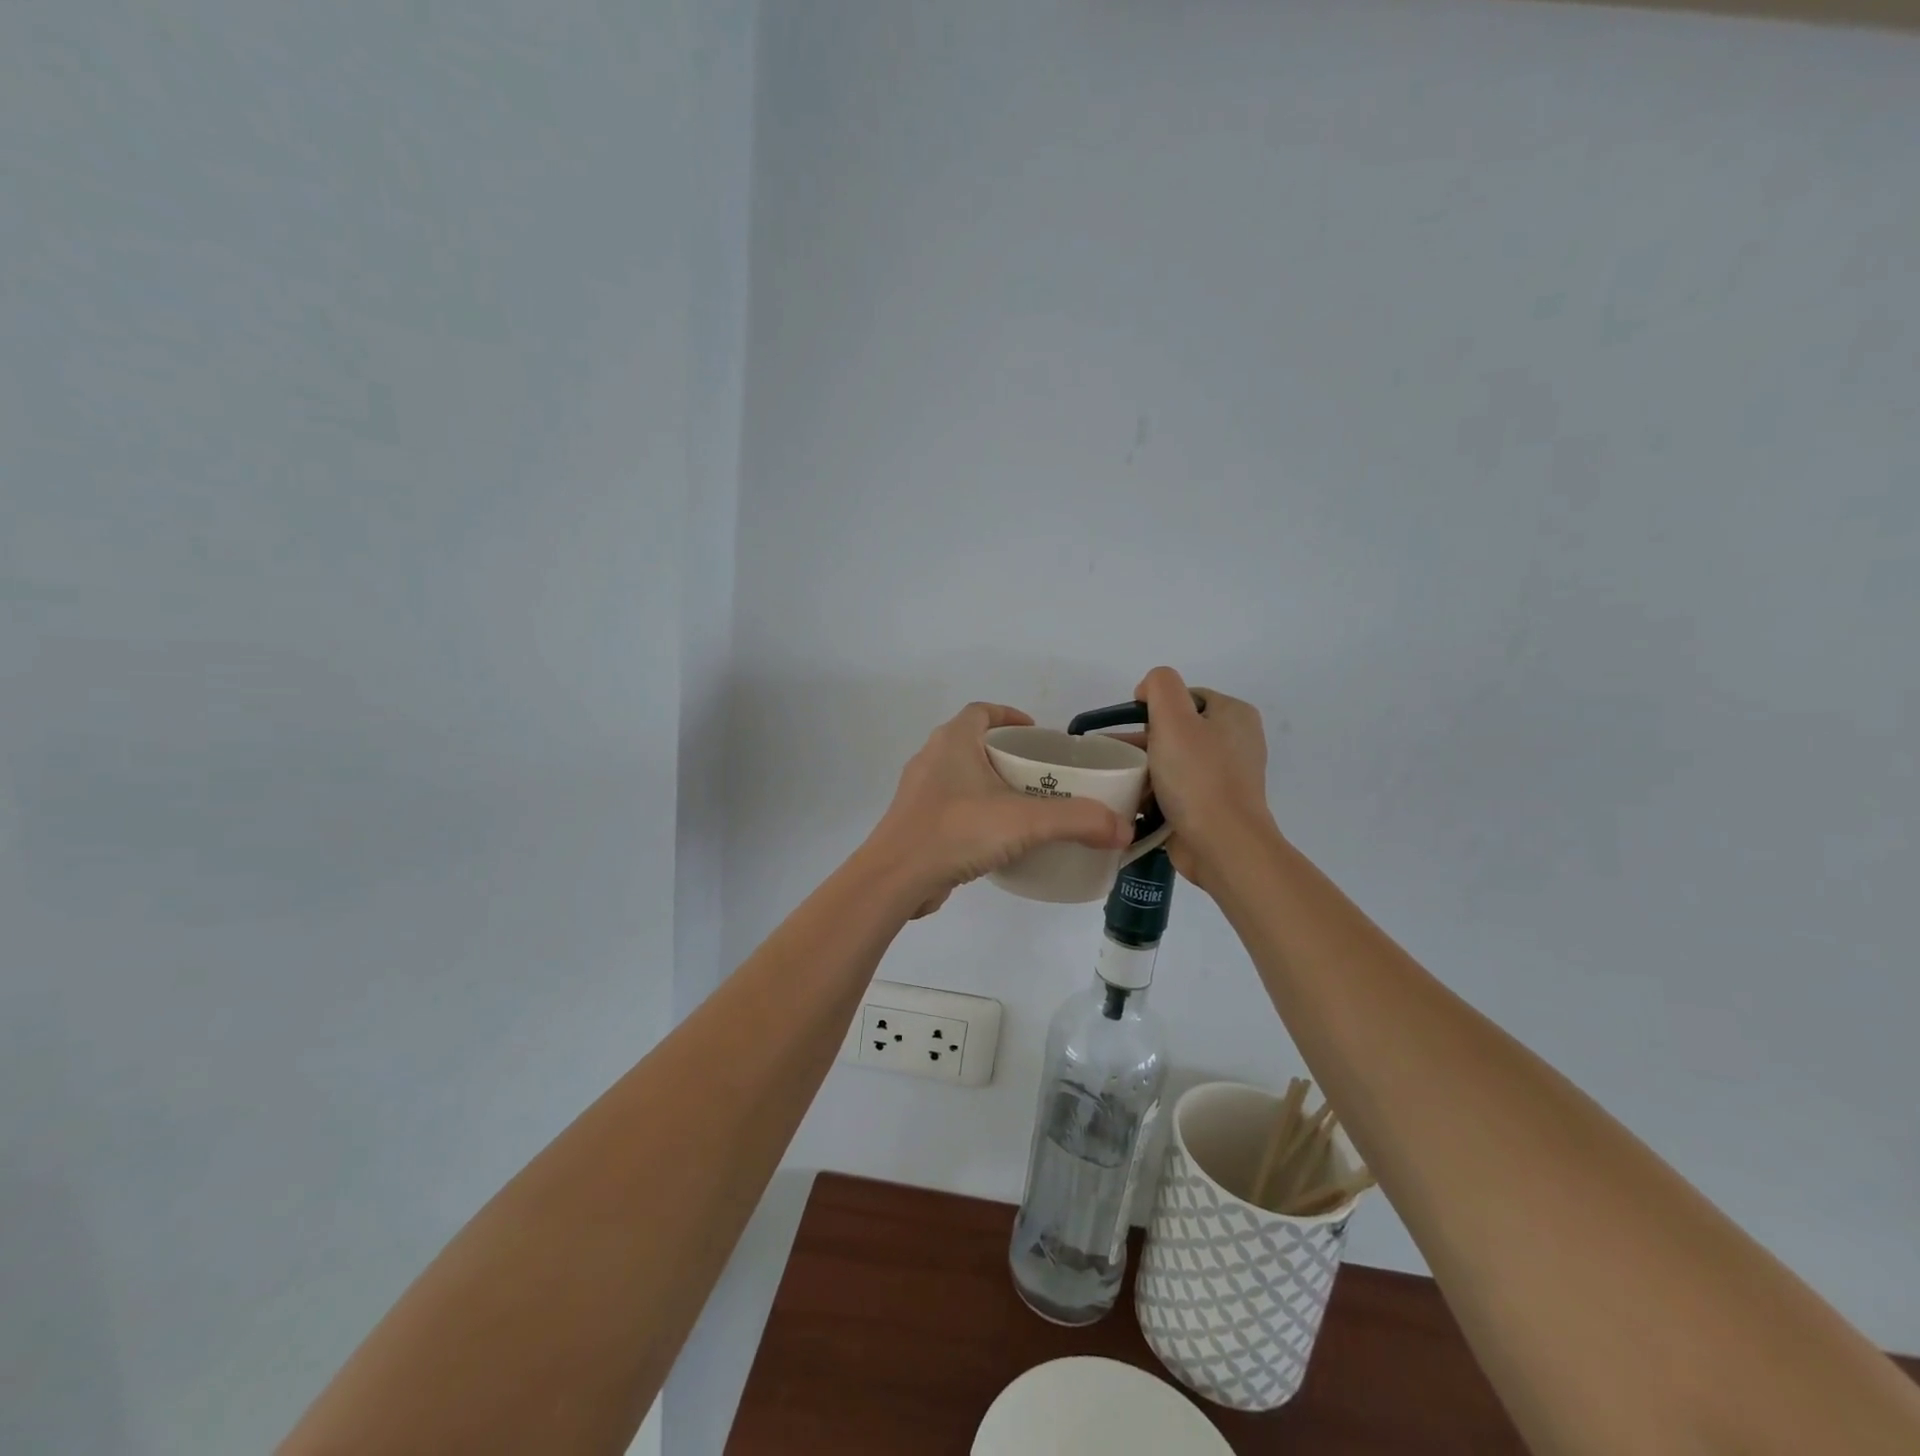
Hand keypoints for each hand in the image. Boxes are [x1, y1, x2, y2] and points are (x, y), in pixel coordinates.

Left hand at [865, 702, 1132, 917]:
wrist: (895, 879)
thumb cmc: (956, 832)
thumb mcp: (1025, 822)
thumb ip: (1077, 821)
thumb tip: (1122, 829)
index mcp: (952, 742)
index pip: (981, 711)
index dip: (1009, 715)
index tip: (1036, 733)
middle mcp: (932, 759)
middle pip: (974, 744)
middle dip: (1007, 755)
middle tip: (1042, 774)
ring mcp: (920, 793)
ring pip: (962, 777)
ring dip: (991, 785)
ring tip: (1026, 806)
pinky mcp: (917, 824)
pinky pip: (953, 808)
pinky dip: (976, 813)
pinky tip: (999, 838)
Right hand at [1133, 667, 1278, 891]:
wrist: (1222, 845)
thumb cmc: (1198, 777)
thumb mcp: (1174, 717)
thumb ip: (1160, 686)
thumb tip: (1148, 691)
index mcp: (1234, 715)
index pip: (1184, 696)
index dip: (1154, 706)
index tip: (1132, 727)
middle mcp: (1235, 742)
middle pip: (1177, 729)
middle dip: (1143, 741)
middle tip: (1115, 756)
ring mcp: (1226, 777)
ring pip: (1173, 761)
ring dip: (1144, 769)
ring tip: (1116, 780)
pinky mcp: (1213, 807)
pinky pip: (1177, 790)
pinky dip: (1155, 794)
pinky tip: (1133, 801)